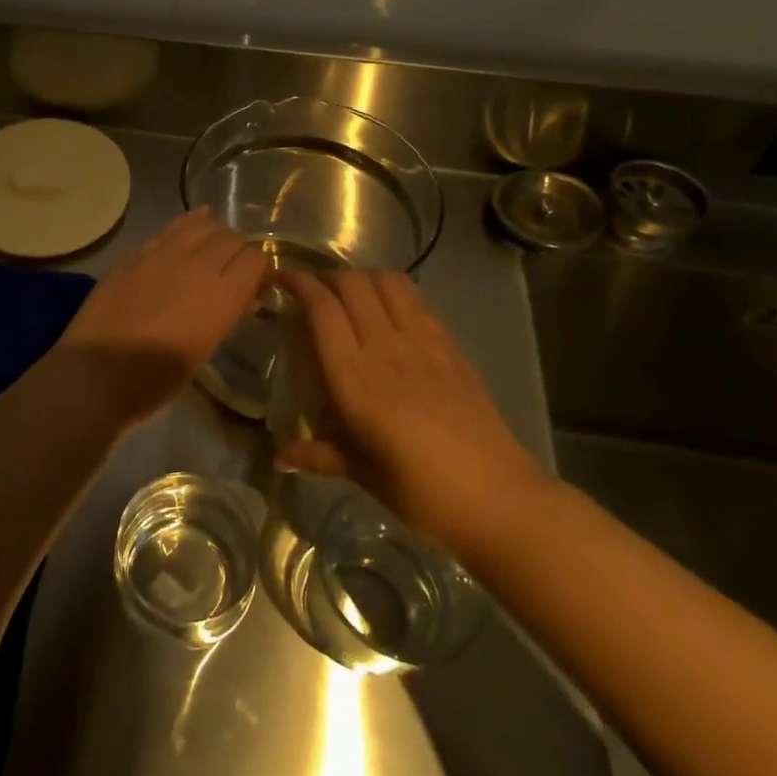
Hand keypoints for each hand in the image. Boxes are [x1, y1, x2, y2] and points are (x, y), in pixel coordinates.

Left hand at [51, 209, 268, 424]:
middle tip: (230, 273)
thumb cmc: (155, 380)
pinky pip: (169, 230)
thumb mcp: (204, 350)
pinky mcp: (134, 253)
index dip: (259, 272)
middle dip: (238, 252)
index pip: (256, 259)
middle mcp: (198, 265)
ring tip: (209, 251)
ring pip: (201, 224)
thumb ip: (226, 314)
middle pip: (232, 238)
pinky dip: (185, 229)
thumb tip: (242, 298)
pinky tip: (185, 235)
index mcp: (221, 296)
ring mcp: (162, 254)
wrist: (95, 375)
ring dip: (212, 235)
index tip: (252, 287)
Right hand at [276, 270, 547, 554]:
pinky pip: (417, 301)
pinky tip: (388, 311)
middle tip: (311, 290)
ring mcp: (422, 343)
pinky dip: (394, 292)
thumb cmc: (417, 490)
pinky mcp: (450, 347)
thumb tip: (279, 458)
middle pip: (352, 284)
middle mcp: (385, 348)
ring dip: (361, 277)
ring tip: (348, 293)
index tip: (280, 280)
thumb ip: (316, 455)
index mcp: (353, 378)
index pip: (322, 308)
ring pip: (387, 282)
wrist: (496, 499)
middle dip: (326, 276)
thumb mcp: (359, 472)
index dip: (298, 284)